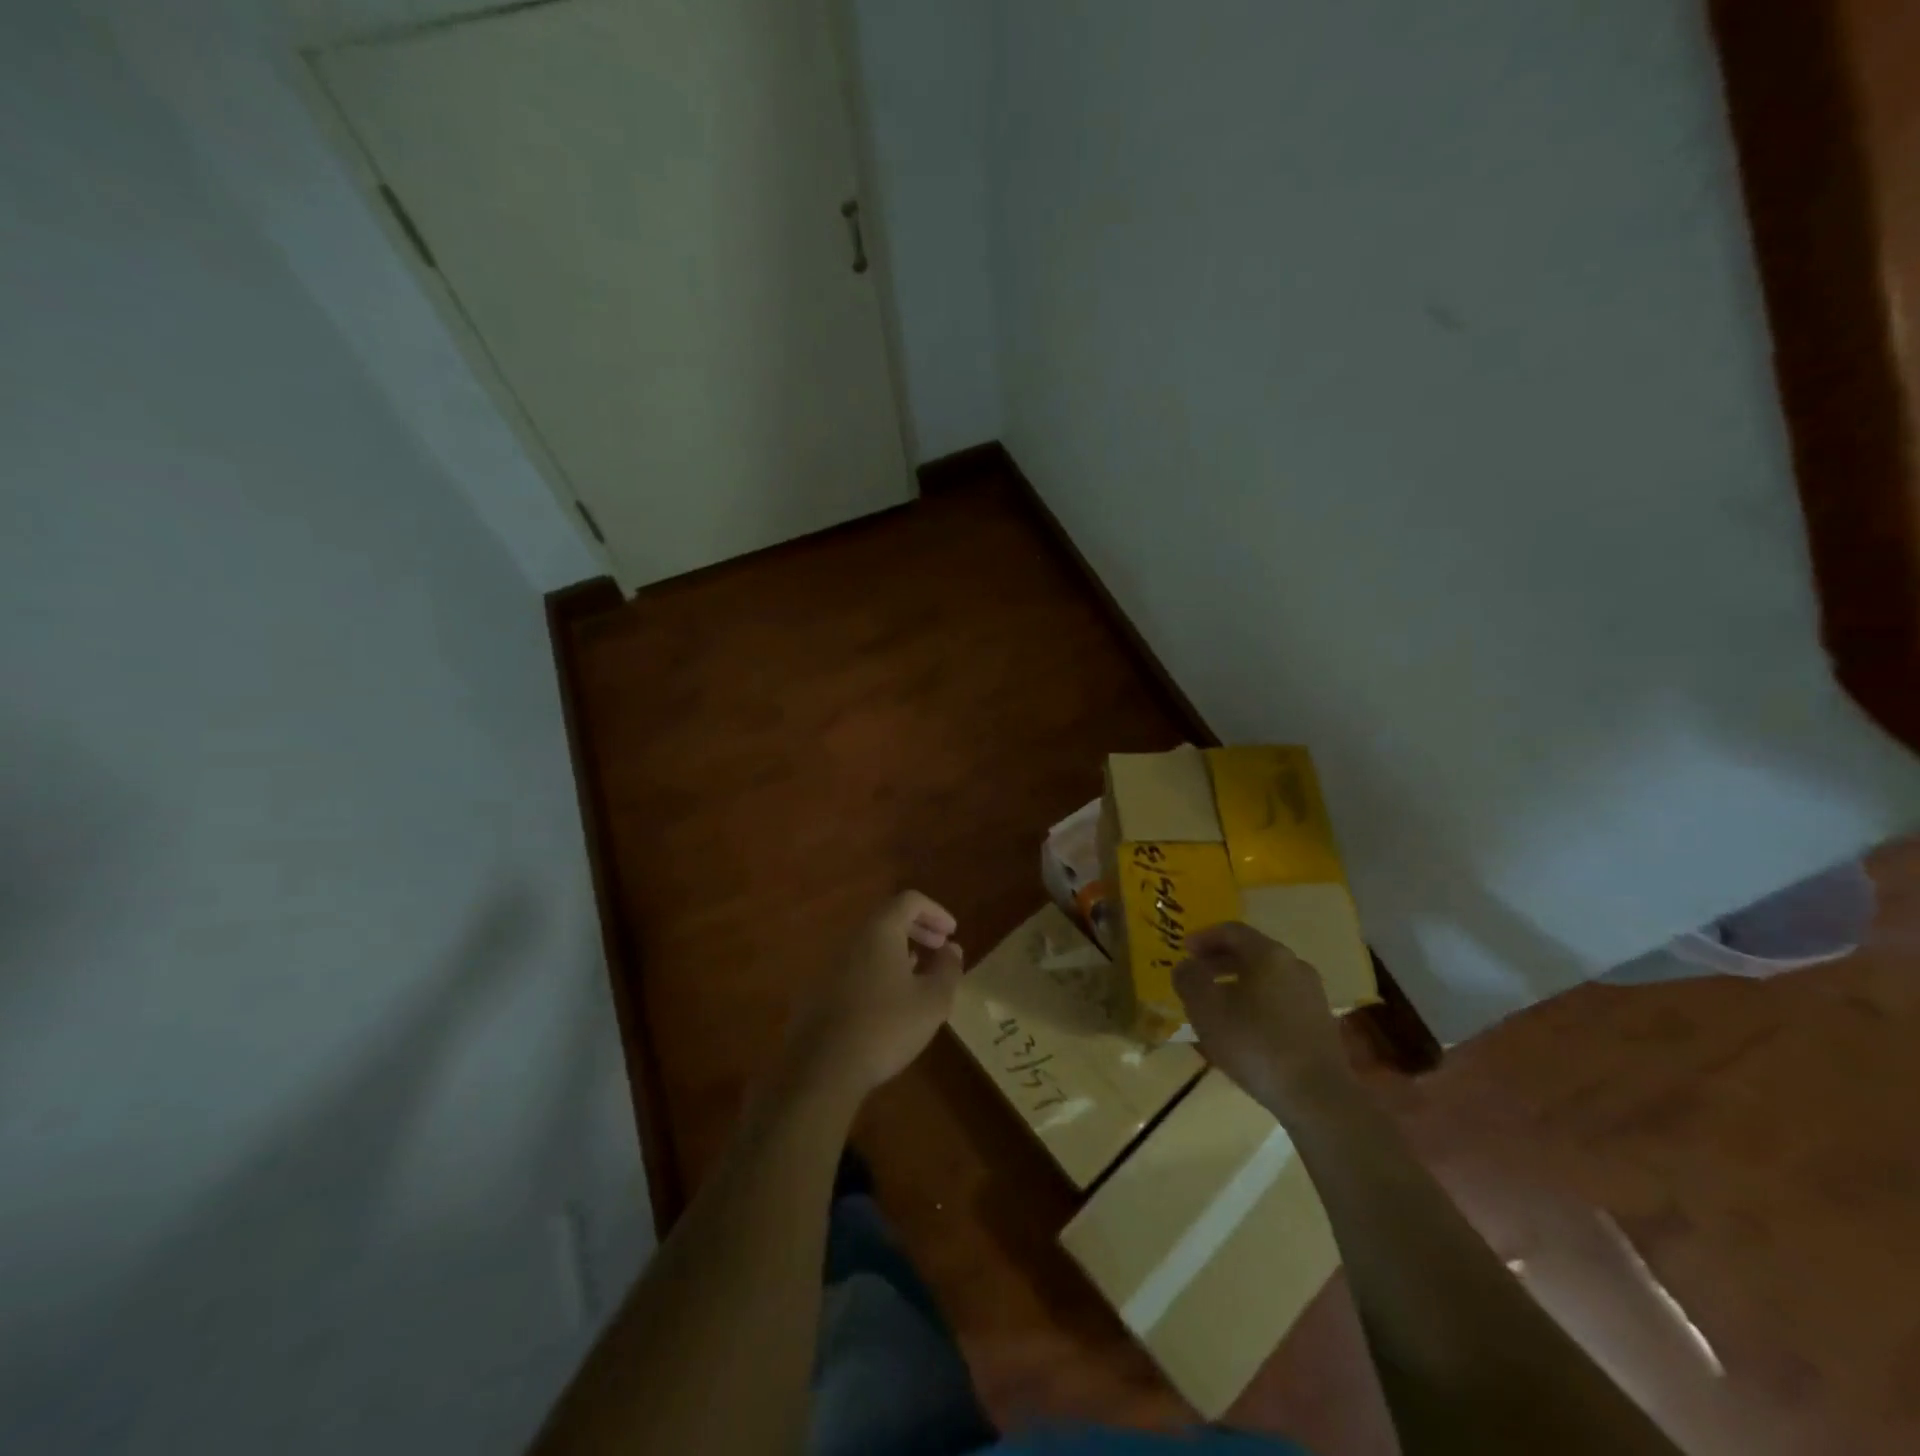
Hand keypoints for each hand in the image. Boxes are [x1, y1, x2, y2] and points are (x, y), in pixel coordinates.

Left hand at [785, 891, 964, 1101]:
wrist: (822, 1069)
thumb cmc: (886, 1027)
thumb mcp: (932, 1001)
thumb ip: (947, 969)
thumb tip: (952, 948)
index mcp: (879, 931)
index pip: (909, 900)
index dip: (935, 911)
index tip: (951, 934)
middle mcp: (851, 938)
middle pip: (887, 918)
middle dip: (918, 929)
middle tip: (939, 949)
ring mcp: (829, 964)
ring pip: (869, 943)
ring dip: (897, 950)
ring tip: (917, 974)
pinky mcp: (818, 990)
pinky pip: (854, 965)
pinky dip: (877, 969)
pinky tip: (888, 1000)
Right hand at [1174, 922, 1352, 1113]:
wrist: (1317, 1097)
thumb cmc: (1255, 1044)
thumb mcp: (1206, 1010)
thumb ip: (1189, 980)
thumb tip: (1185, 966)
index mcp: (1269, 954)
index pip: (1232, 931)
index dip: (1204, 937)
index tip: (1185, 951)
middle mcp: (1295, 966)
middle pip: (1252, 952)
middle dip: (1220, 961)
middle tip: (1197, 976)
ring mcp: (1312, 995)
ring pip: (1267, 978)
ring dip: (1238, 983)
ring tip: (1217, 1005)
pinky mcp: (1320, 1023)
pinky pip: (1281, 1000)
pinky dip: (1257, 1003)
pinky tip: (1244, 1029)